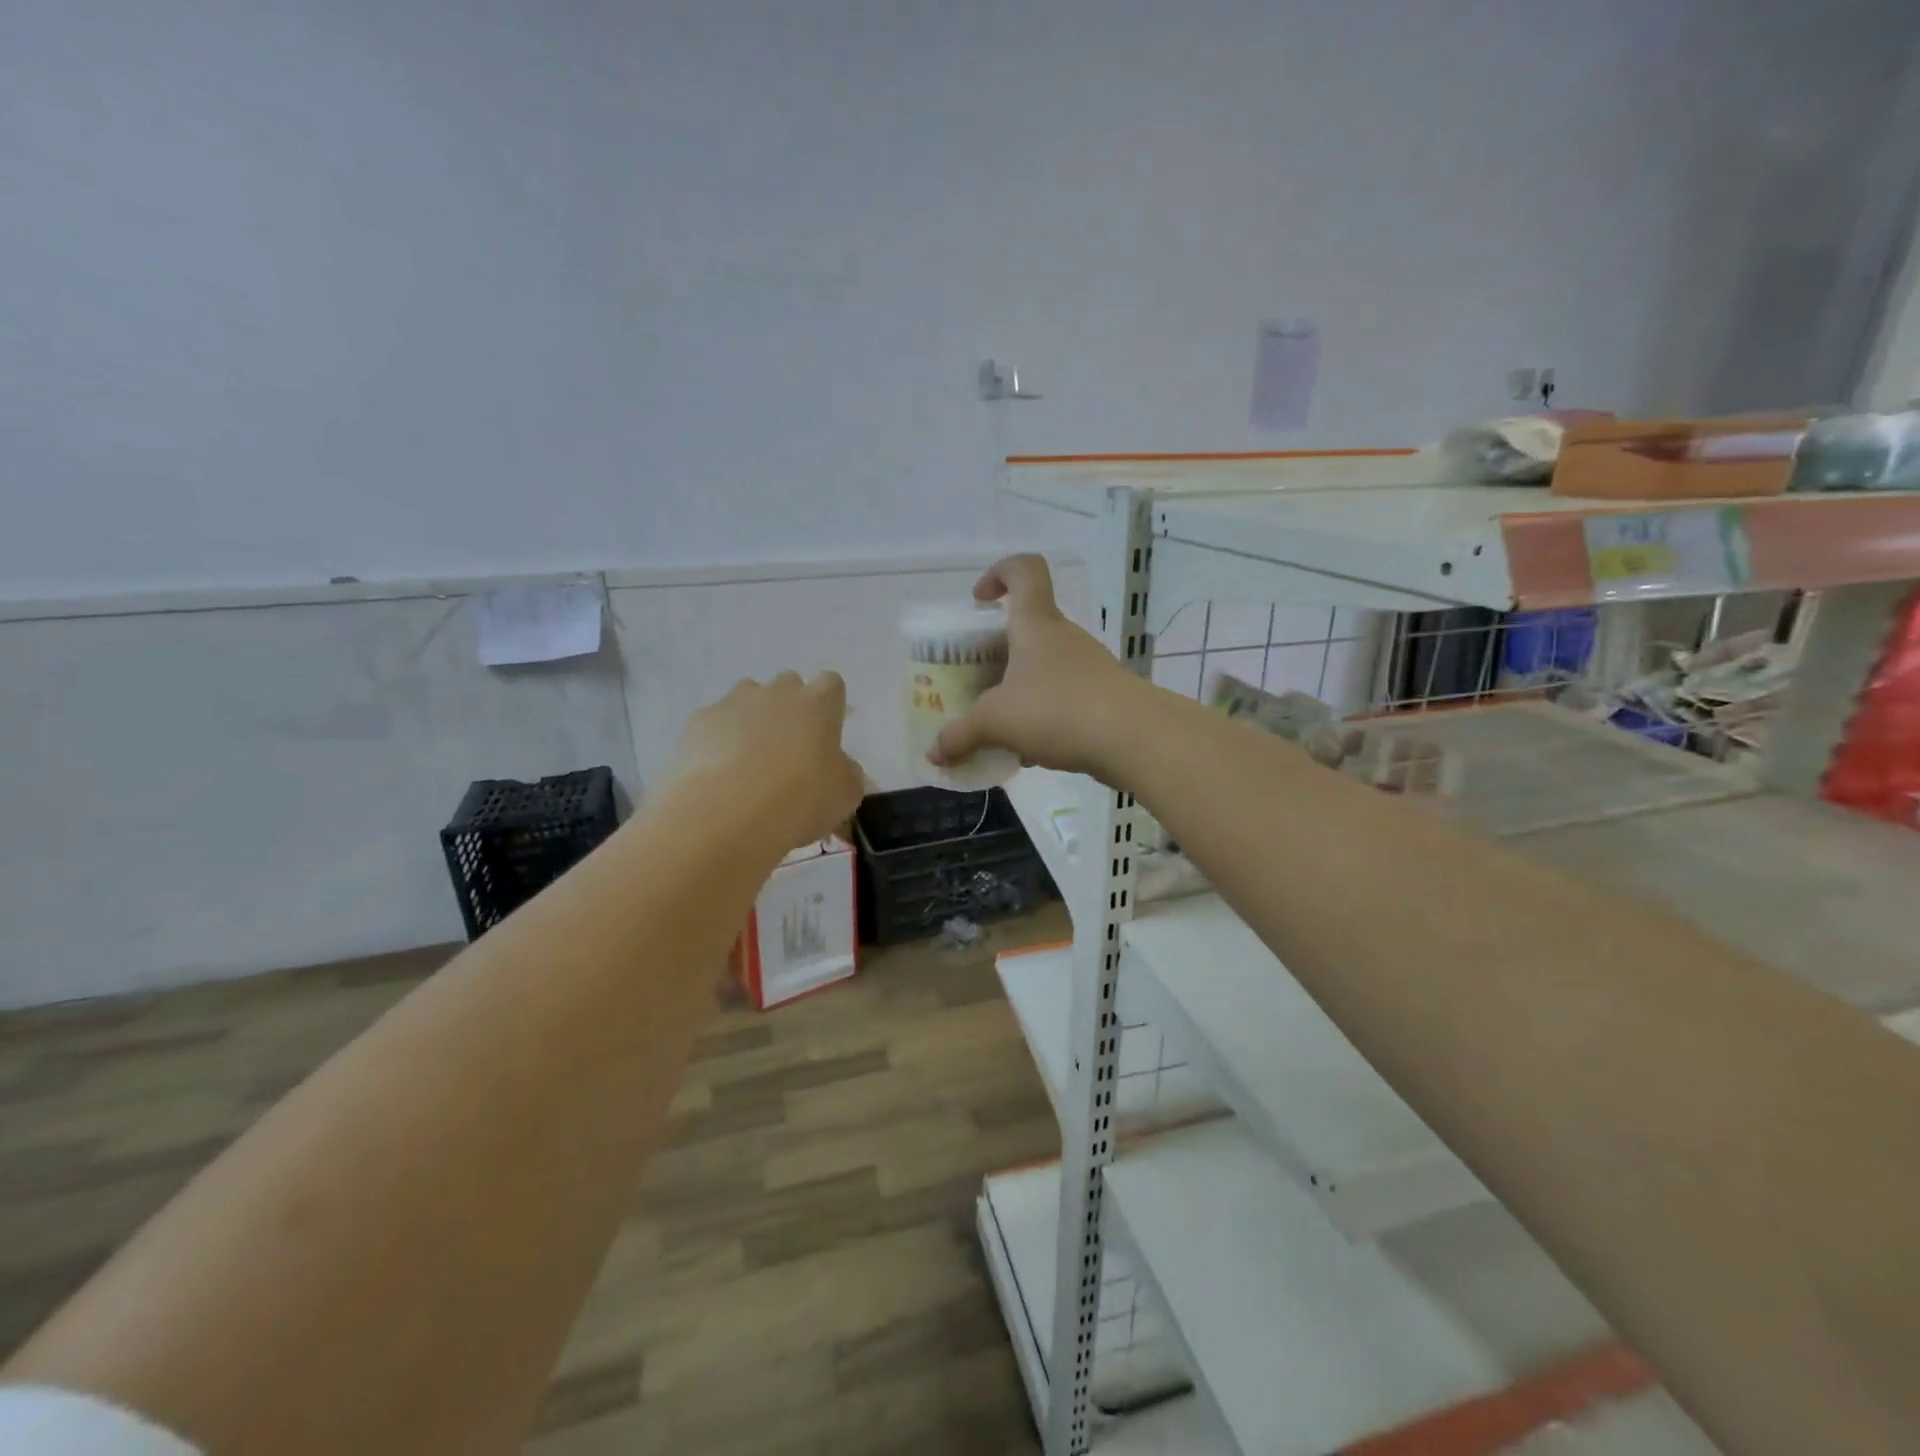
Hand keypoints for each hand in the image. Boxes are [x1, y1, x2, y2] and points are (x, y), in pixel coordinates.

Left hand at [676, 672, 865, 849]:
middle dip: (789, 706)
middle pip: (788, 682)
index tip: (827, 730)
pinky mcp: (700, 721)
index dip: (829, 704)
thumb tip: (840, 768)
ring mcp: (734, 702)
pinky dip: (718, 738)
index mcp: (819, 705)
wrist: (730, 811)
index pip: (831, 683)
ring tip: (750, 756)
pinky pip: (714, 720)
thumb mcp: (845, 795)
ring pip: (747, 695)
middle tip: (789, 745)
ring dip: (752, 716)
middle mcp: (777, 693)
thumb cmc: (801, 799)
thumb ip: (846, 773)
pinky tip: (719, 769)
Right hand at [930, 555, 1143, 777]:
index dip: (1000, 573)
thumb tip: (934, 753)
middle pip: (1029, 628)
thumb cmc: (1056, 709)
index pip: (1025, 570)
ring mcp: (1088, 667)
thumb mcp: (996, 722)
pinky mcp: (1104, 698)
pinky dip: (1042, 717)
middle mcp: (1064, 638)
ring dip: (1020, 690)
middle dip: (999, 652)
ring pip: (1045, 668)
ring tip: (999, 726)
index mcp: (1036, 624)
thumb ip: (961, 736)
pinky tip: (1030, 751)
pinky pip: (1063, 699)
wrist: (1133, 739)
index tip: (980, 600)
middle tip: (976, 681)